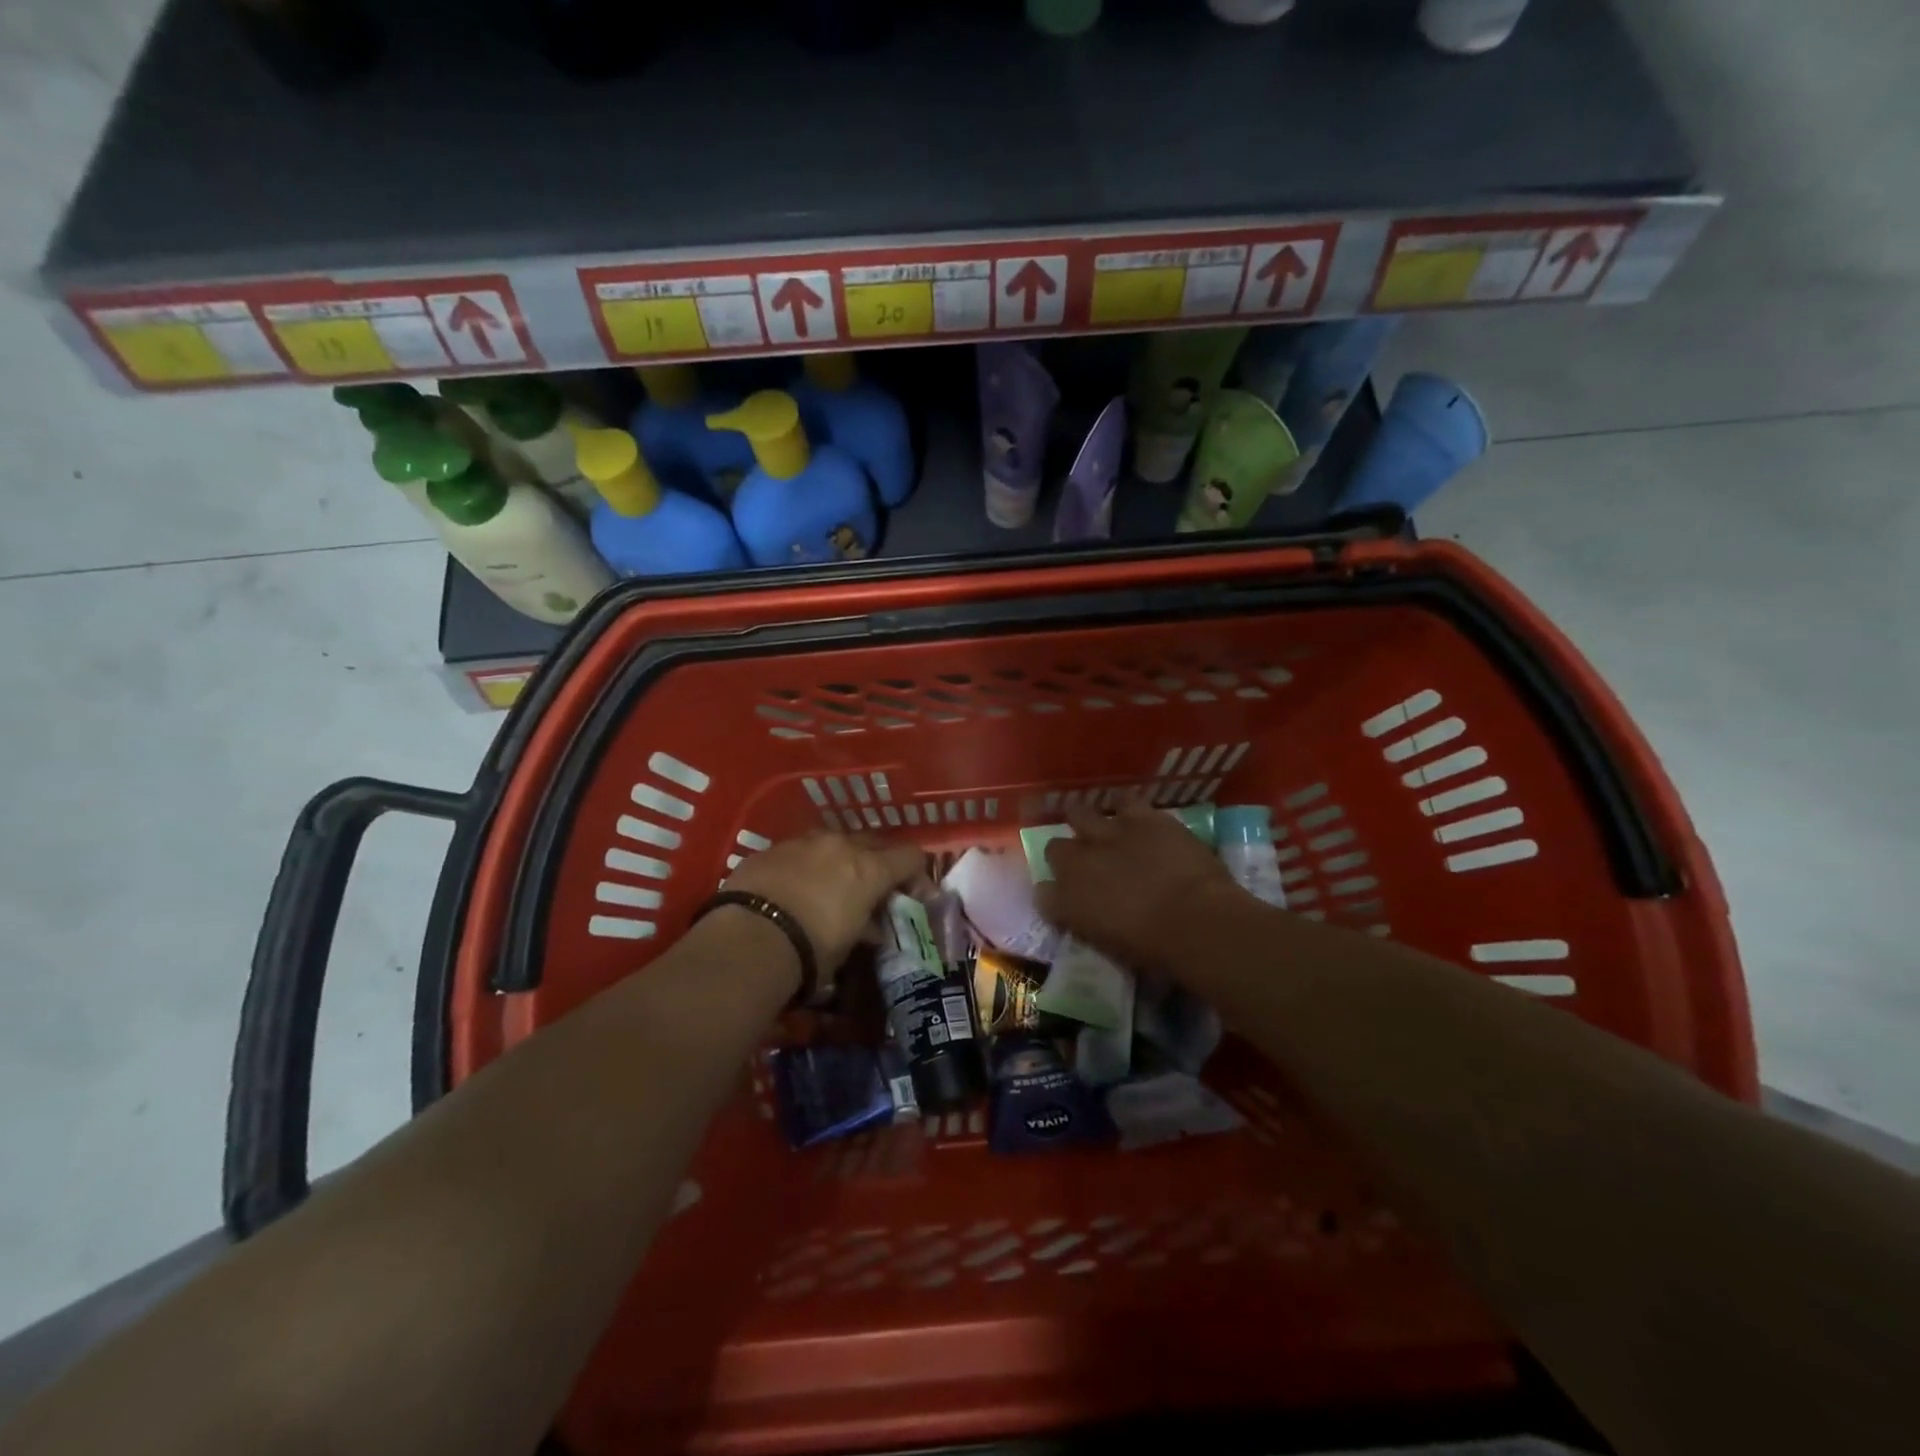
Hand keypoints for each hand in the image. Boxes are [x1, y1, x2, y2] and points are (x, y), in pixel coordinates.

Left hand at [721, 832, 925, 981]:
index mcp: (869, 869)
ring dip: (839, 859)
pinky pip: (798, 851)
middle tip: (874, 889)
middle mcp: (840, 845)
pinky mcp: (770, 849)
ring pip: (833, 842)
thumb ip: (864, 927)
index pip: (910, 857)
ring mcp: (802, 842)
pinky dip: (804, 866)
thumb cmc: (810, 951)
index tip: (913, 895)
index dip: (916, 875)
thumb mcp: (847, 946)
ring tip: (830, 885)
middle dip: (879, 862)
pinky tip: (793, 888)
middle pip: (874, 842)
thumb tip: (870, 926)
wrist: (747, 939)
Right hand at [1036, 802, 1245, 973]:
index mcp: (1068, 904)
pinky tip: (1132, 812)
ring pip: (1079, 815)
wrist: (1194, 920)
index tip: (1064, 899)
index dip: (1053, 894)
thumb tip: (1093, 917)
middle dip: (1066, 854)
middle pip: (1054, 848)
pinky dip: (1125, 807)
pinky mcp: (1140, 818)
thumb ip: (1093, 926)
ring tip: (1102, 829)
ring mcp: (1107, 834)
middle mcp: (1078, 864)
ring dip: (1087, 822)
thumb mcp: (1113, 949)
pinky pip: (1124, 801)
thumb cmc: (1156, 951)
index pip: (1043, 894)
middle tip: (1085, 861)